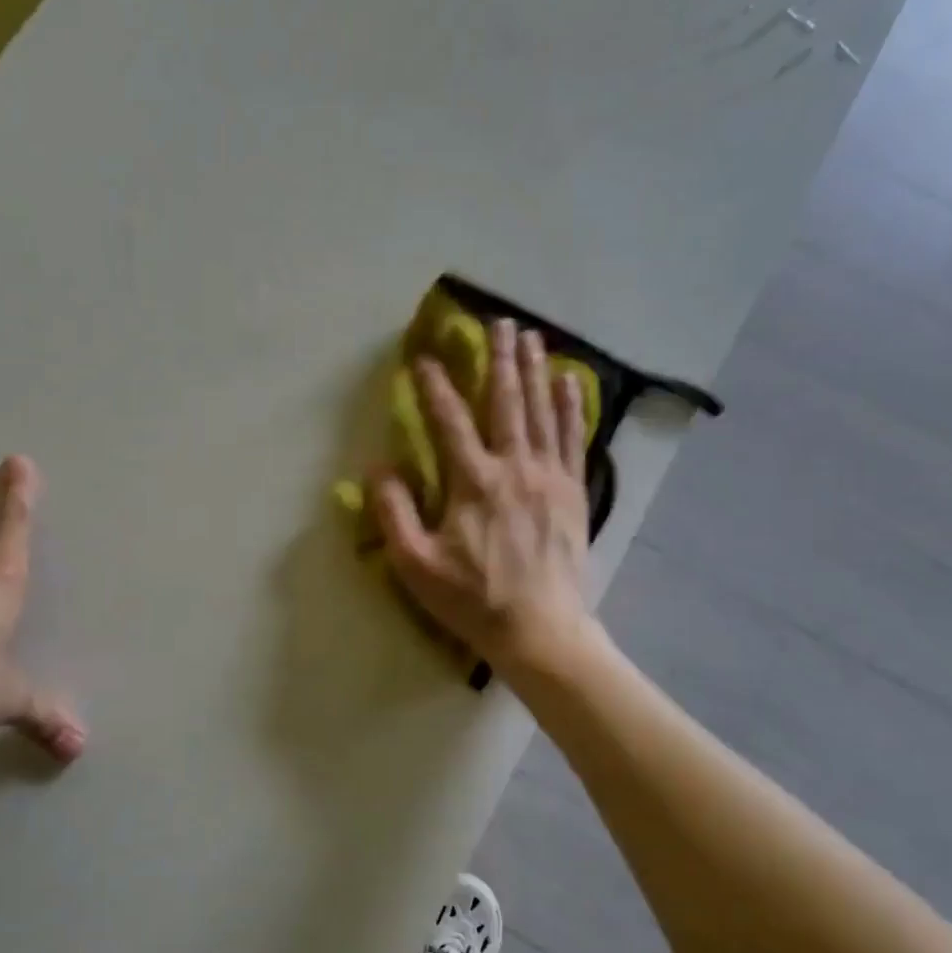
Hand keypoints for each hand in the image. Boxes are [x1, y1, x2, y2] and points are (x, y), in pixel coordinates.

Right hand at [374, 320, 596, 676]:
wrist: (540, 630)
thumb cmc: (472, 599)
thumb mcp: (415, 563)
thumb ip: (393, 512)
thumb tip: (377, 468)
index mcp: (472, 482)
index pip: (449, 421)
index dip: (434, 386)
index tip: (424, 358)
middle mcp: (514, 467)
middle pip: (506, 401)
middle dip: (499, 358)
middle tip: (499, 322)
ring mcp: (549, 477)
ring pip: (542, 411)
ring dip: (535, 370)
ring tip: (532, 336)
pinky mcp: (573, 492)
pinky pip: (574, 438)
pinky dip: (571, 407)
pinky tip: (570, 381)